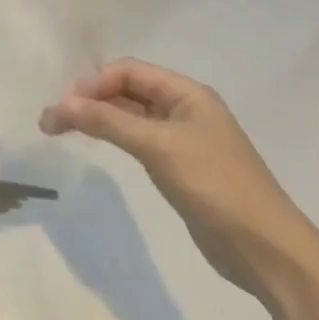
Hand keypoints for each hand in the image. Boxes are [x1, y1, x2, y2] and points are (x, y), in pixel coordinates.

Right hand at [40, 59, 318, 301]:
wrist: (265, 248)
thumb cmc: (215, 185)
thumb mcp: (157, 147)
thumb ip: (107, 121)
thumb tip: (58, 104)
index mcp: (187, 94)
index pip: (128, 71)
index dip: (93, 83)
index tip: (64, 107)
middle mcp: (185, 109)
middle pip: (127, 90)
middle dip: (89, 99)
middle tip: (53, 121)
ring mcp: (182, 138)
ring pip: (129, 115)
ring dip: (97, 117)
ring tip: (61, 130)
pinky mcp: (179, 166)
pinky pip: (137, 139)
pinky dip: (112, 137)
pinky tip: (96, 145)